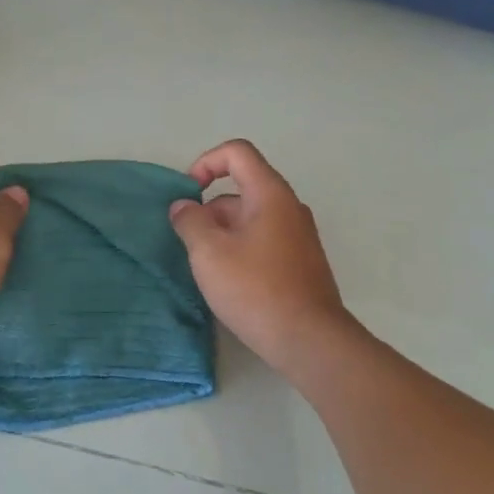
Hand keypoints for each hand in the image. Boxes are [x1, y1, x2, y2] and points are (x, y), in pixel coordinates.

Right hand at [169, 139, 350, 369]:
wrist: (310, 340)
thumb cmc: (256, 290)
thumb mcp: (209, 253)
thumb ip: (190, 222)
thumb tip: (184, 206)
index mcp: (270, 194)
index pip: (237, 153)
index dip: (206, 162)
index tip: (188, 194)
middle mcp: (290, 207)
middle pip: (243, 188)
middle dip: (210, 209)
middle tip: (191, 244)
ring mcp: (299, 236)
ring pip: (251, 218)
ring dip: (223, 233)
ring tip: (207, 269)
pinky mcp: (301, 262)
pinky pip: (264, 240)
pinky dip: (241, 249)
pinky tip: (231, 283)